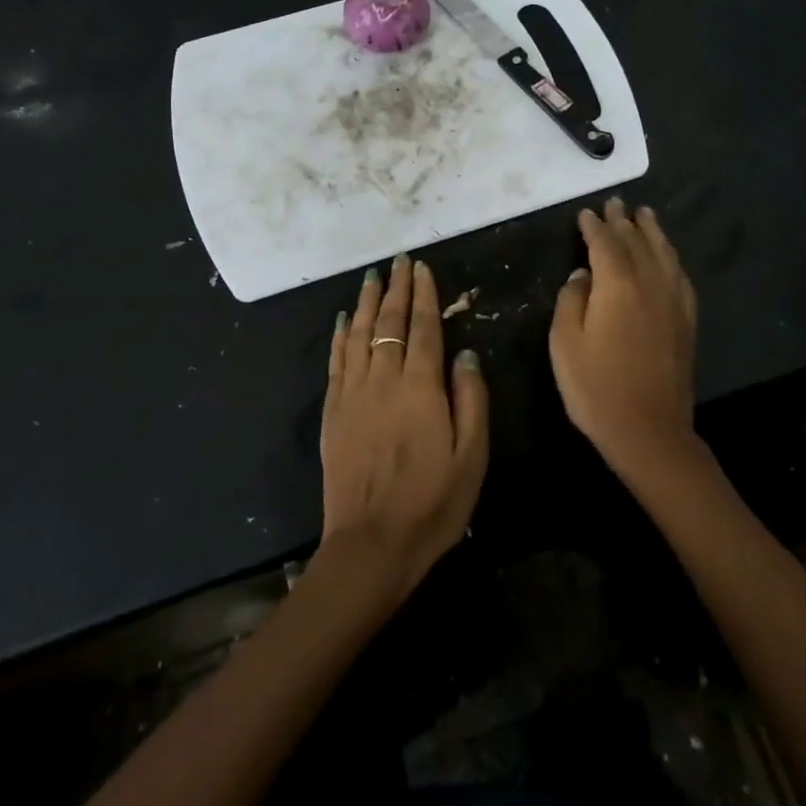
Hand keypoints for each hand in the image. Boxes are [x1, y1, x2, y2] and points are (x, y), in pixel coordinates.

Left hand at [318, 255, 488, 602]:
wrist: (371, 544)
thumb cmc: (432, 503)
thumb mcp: (472, 456)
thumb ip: (471, 399)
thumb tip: (465, 353)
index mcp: (421, 387)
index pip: (422, 328)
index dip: (423, 296)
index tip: (422, 268)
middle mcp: (383, 380)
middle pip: (388, 322)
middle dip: (395, 289)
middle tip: (398, 262)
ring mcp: (353, 394)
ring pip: (359, 335)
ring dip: (367, 303)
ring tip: (372, 278)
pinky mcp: (333, 412)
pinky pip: (337, 361)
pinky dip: (342, 336)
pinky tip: (345, 321)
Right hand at [550, 198, 699, 482]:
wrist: (649, 431)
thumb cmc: (596, 387)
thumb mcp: (564, 343)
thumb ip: (571, 300)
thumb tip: (582, 275)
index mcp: (618, 285)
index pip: (605, 244)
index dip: (594, 227)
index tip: (585, 213)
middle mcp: (650, 284)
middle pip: (637, 242)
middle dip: (624, 221)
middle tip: (615, 203)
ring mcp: (673, 302)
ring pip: (664, 254)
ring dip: (653, 232)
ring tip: (646, 215)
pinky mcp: (686, 322)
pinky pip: (680, 277)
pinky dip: (671, 258)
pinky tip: (668, 258)